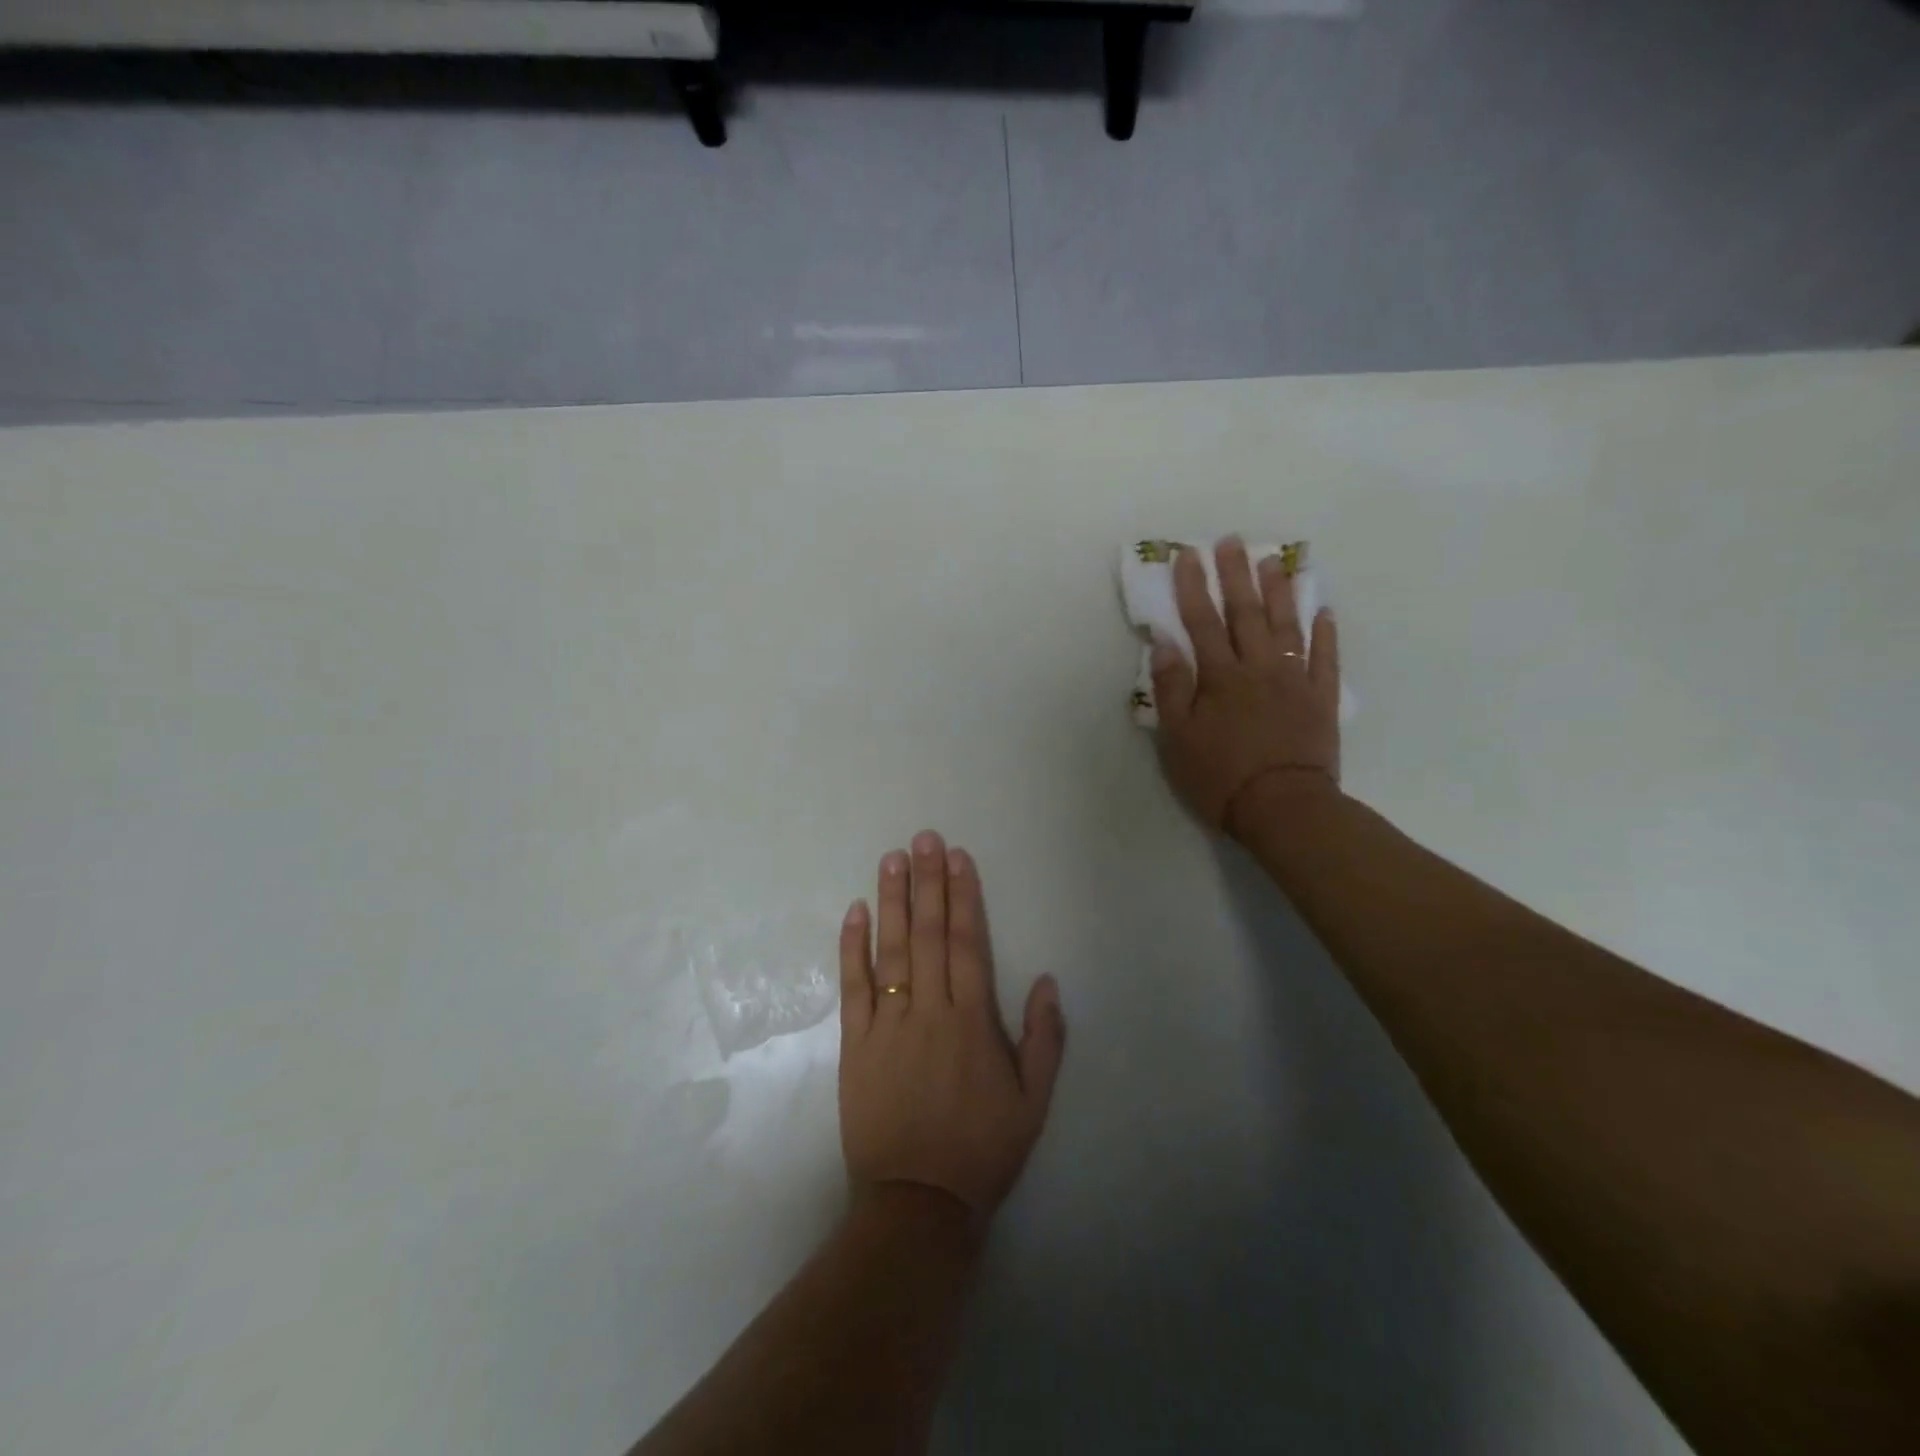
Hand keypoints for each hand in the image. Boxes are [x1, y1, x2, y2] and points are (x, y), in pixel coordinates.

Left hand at [837, 832, 1065, 1219]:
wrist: (917, 1203)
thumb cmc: (981, 1151)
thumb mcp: (1034, 1103)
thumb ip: (1044, 1039)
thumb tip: (1045, 980)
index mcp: (972, 1021)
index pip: (967, 943)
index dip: (963, 896)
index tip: (957, 858)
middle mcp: (930, 1011)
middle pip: (929, 935)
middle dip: (927, 883)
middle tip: (923, 838)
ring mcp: (888, 1025)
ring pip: (891, 951)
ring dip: (892, 901)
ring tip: (891, 860)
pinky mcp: (855, 1044)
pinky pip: (853, 987)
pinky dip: (853, 948)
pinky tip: (855, 912)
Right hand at [1150, 536, 1341, 834]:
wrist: (1284, 807)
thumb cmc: (1221, 776)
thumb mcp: (1178, 739)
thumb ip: (1172, 689)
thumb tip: (1164, 644)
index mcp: (1220, 677)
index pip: (1202, 622)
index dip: (1192, 587)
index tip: (1187, 554)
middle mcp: (1258, 668)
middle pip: (1245, 613)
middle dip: (1235, 574)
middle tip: (1232, 541)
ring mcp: (1295, 680)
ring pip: (1287, 626)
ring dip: (1280, 591)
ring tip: (1274, 561)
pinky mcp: (1322, 699)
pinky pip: (1326, 658)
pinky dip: (1325, 633)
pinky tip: (1324, 610)